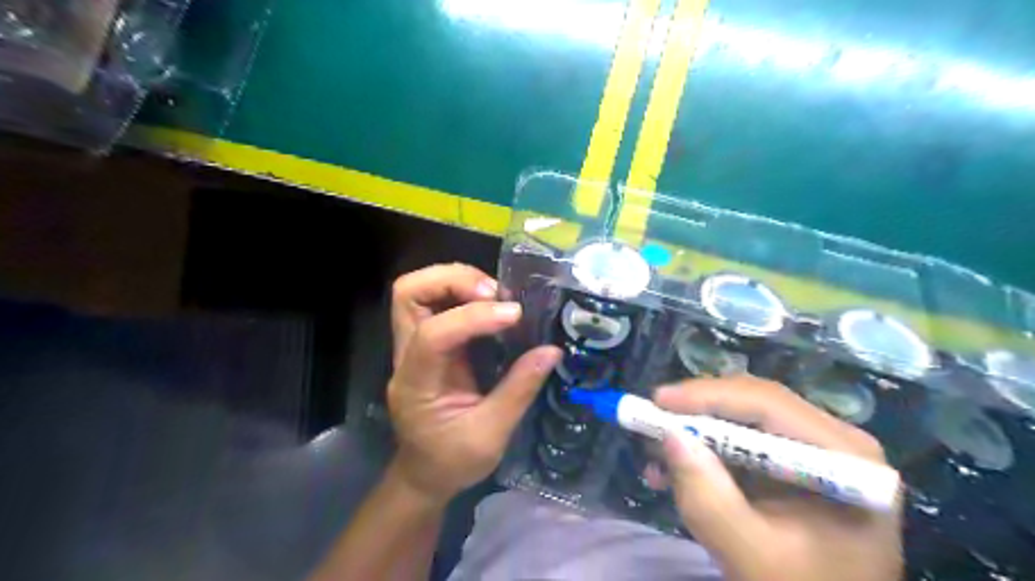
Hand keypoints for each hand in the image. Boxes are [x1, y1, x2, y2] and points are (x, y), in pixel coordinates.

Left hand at [389, 262, 562, 502]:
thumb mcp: (491, 434)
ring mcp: (412, 346)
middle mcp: (406, 356)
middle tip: (494, 293)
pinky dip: (462, 292)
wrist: (424, 474)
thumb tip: (552, 350)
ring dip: (457, 281)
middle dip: (452, 281)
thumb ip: (519, 389)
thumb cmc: (452, 461)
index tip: (514, 314)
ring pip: (417, 290)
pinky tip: (491, 304)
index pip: (432, 335)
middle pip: (409, 293)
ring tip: (496, 295)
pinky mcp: (427, 343)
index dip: (472, 317)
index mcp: (416, 383)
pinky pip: (436, 302)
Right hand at [659, 377, 903, 580]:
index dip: (708, 396)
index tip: (657, 400)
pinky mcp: (794, 461)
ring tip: (654, 455)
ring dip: (695, 434)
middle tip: (649, 421)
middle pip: (753, 404)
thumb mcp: (749, 554)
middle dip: (696, 414)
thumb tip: (669, 435)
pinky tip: (673, 472)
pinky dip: (704, 452)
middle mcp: (834, 440)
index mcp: (845, 458)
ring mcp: (815, 448)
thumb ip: (708, 497)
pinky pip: (741, 441)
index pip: (768, 404)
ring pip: (742, 419)